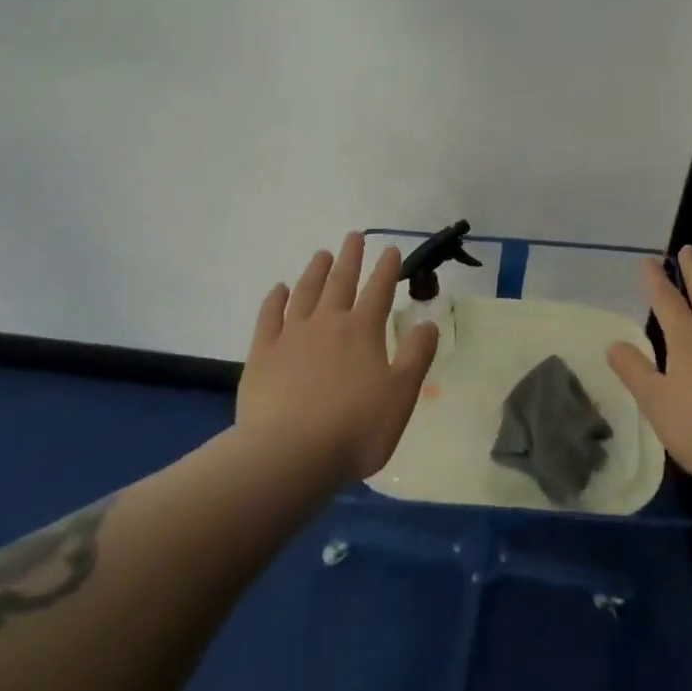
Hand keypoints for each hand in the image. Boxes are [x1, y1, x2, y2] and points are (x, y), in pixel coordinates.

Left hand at [236, 233, 439, 483]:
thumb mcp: (401, 396)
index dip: (387, 268)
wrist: (289, 454)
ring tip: (321, 254)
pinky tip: (278, 289)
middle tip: (354, 236)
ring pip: (305, 293)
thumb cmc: (354, 429)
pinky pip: (269, 317)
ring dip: (315, 271)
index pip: (378, 290)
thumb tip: (429, 323)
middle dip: (350, 257)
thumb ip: (416, 357)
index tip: (390, 249)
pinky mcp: (262, 354)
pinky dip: (274, 299)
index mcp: (363, 331)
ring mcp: (291, 336)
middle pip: (340, 282)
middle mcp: (327, 323)